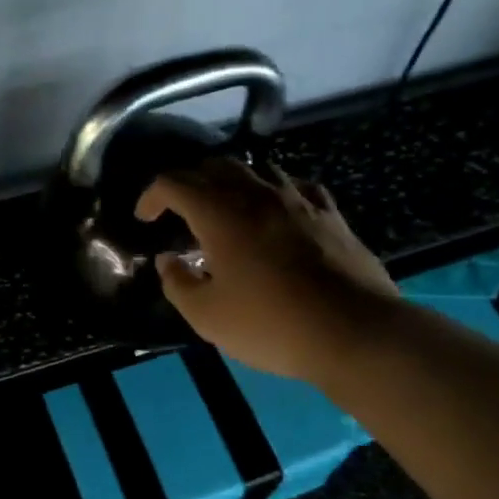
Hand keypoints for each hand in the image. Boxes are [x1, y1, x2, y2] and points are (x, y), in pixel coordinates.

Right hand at [136, 158, 393, 379]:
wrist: (354, 331)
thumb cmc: (271, 324)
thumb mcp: (207, 316)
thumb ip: (178, 283)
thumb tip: (168, 260)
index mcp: (220, 213)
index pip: (174, 183)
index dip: (152, 196)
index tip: (145, 218)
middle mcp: (257, 194)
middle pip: (214, 166)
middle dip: (189, 182)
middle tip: (179, 209)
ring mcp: (298, 200)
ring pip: (257, 169)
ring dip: (232, 181)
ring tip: (225, 206)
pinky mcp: (330, 214)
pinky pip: (296, 186)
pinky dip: (275, 191)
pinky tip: (277, 209)